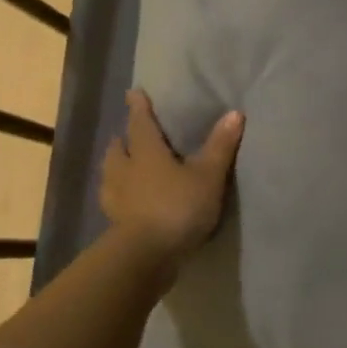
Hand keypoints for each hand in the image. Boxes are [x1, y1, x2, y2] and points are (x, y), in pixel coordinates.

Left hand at [100, 89, 242, 280]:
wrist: (147, 255)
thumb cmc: (178, 207)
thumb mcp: (208, 176)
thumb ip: (220, 146)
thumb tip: (235, 113)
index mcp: (146, 152)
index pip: (140, 123)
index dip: (139, 107)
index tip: (133, 93)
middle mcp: (124, 170)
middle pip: (119, 148)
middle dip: (124, 140)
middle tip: (129, 135)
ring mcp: (115, 198)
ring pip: (111, 174)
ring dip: (117, 167)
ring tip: (126, 167)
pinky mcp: (115, 223)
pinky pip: (115, 200)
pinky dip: (120, 195)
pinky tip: (128, 202)